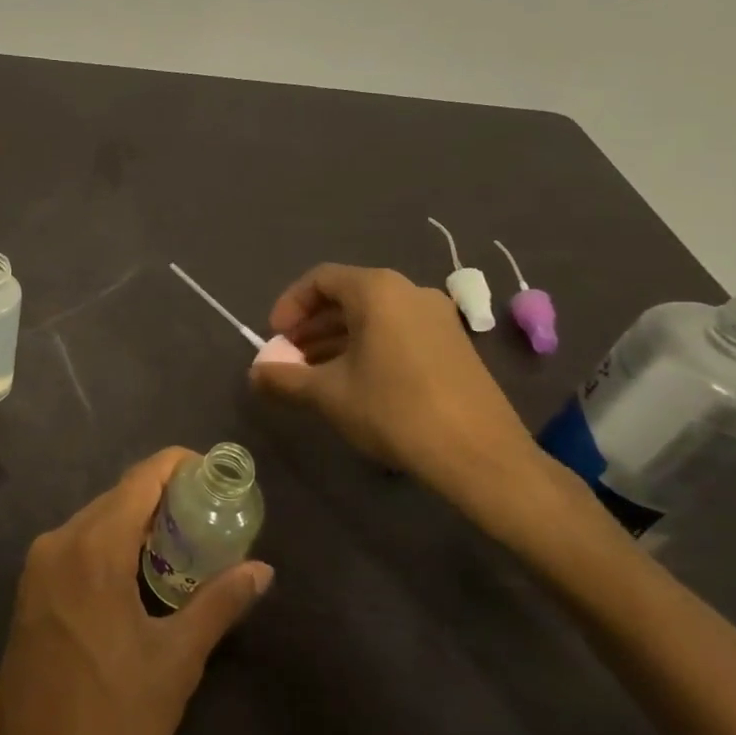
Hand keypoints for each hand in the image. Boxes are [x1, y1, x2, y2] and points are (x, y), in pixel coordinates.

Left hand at [0, 449, 273, 734]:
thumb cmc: (113, 724)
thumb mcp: (175, 663)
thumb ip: (218, 604)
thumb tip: (263, 570)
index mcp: (93, 549)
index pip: (141, 479)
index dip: (178, 466)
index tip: (215, 475)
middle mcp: (58, 542)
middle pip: (118, 496)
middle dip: (164, 496)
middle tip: (210, 515)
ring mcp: (37, 565)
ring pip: (95, 519)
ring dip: (137, 522)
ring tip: (184, 543)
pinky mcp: (29, 590)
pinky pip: (76, 545)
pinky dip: (110, 543)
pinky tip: (139, 571)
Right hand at [249, 263, 575, 534]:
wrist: (480, 455)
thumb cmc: (394, 410)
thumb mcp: (328, 394)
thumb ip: (285, 379)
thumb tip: (255, 375)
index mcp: (378, 291)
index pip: (320, 279)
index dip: (289, 305)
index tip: (274, 338)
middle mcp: (409, 292)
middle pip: (347, 296)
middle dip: (311, 326)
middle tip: (290, 359)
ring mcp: (437, 317)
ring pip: (372, 317)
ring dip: (336, 339)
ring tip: (314, 375)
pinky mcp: (453, 344)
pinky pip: (397, 332)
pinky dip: (367, 348)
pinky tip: (354, 383)